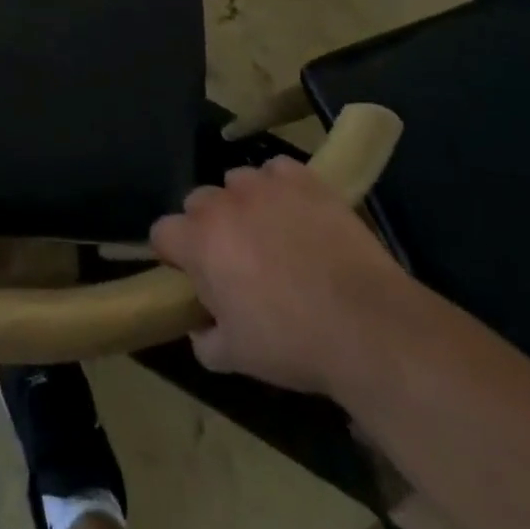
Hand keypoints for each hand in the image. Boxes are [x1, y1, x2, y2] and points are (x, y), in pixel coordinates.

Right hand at [150, 155, 404, 394]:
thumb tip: (201, 330)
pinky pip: (277, 170)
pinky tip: (298, 213)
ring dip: (244, 204)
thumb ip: (206, 340)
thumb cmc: (293, 343)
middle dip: (209, 227)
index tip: (192, 275)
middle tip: (236, 260)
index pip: (162, 232)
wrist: (367, 325)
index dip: (174, 254)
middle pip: (198, 202)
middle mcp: (223, 203)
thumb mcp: (238, 357)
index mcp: (199, 242)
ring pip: (237, 182)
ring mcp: (263, 185)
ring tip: (272, 234)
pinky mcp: (302, 179)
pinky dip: (281, 187)